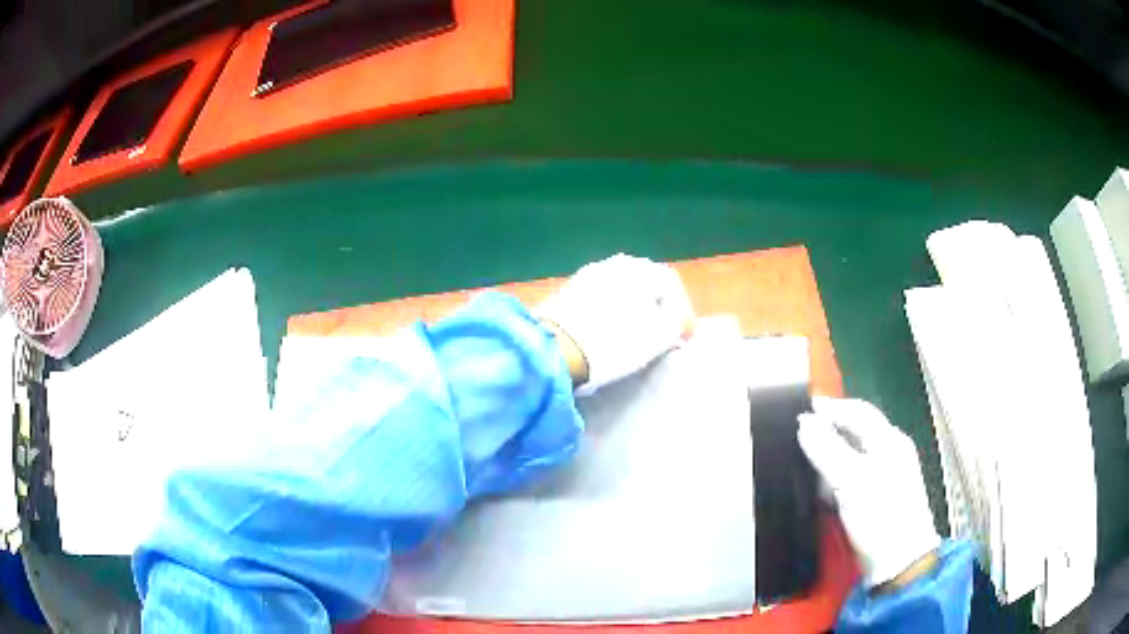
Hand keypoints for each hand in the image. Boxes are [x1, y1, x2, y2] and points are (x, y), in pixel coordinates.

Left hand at [538, 254, 693, 395]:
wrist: (556, 349)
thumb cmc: (615, 341)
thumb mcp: (659, 336)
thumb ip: (676, 323)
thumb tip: (677, 321)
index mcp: (642, 268)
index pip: (672, 286)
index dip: (683, 313)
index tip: (683, 339)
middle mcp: (615, 263)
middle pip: (645, 285)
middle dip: (656, 310)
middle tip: (661, 336)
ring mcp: (587, 275)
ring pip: (620, 292)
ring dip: (632, 311)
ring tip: (634, 337)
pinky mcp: (566, 292)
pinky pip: (598, 301)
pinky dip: (609, 314)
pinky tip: (607, 333)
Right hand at [798, 397, 940, 587]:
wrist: (898, 561)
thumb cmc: (880, 516)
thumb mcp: (850, 480)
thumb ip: (827, 449)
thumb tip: (804, 422)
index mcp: (889, 440)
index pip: (858, 410)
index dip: (830, 408)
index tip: (802, 411)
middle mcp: (891, 451)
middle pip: (856, 430)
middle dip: (829, 432)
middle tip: (800, 438)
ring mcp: (887, 474)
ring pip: (854, 453)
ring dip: (832, 455)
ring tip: (807, 464)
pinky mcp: (880, 496)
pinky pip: (855, 475)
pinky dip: (837, 477)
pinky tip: (824, 490)